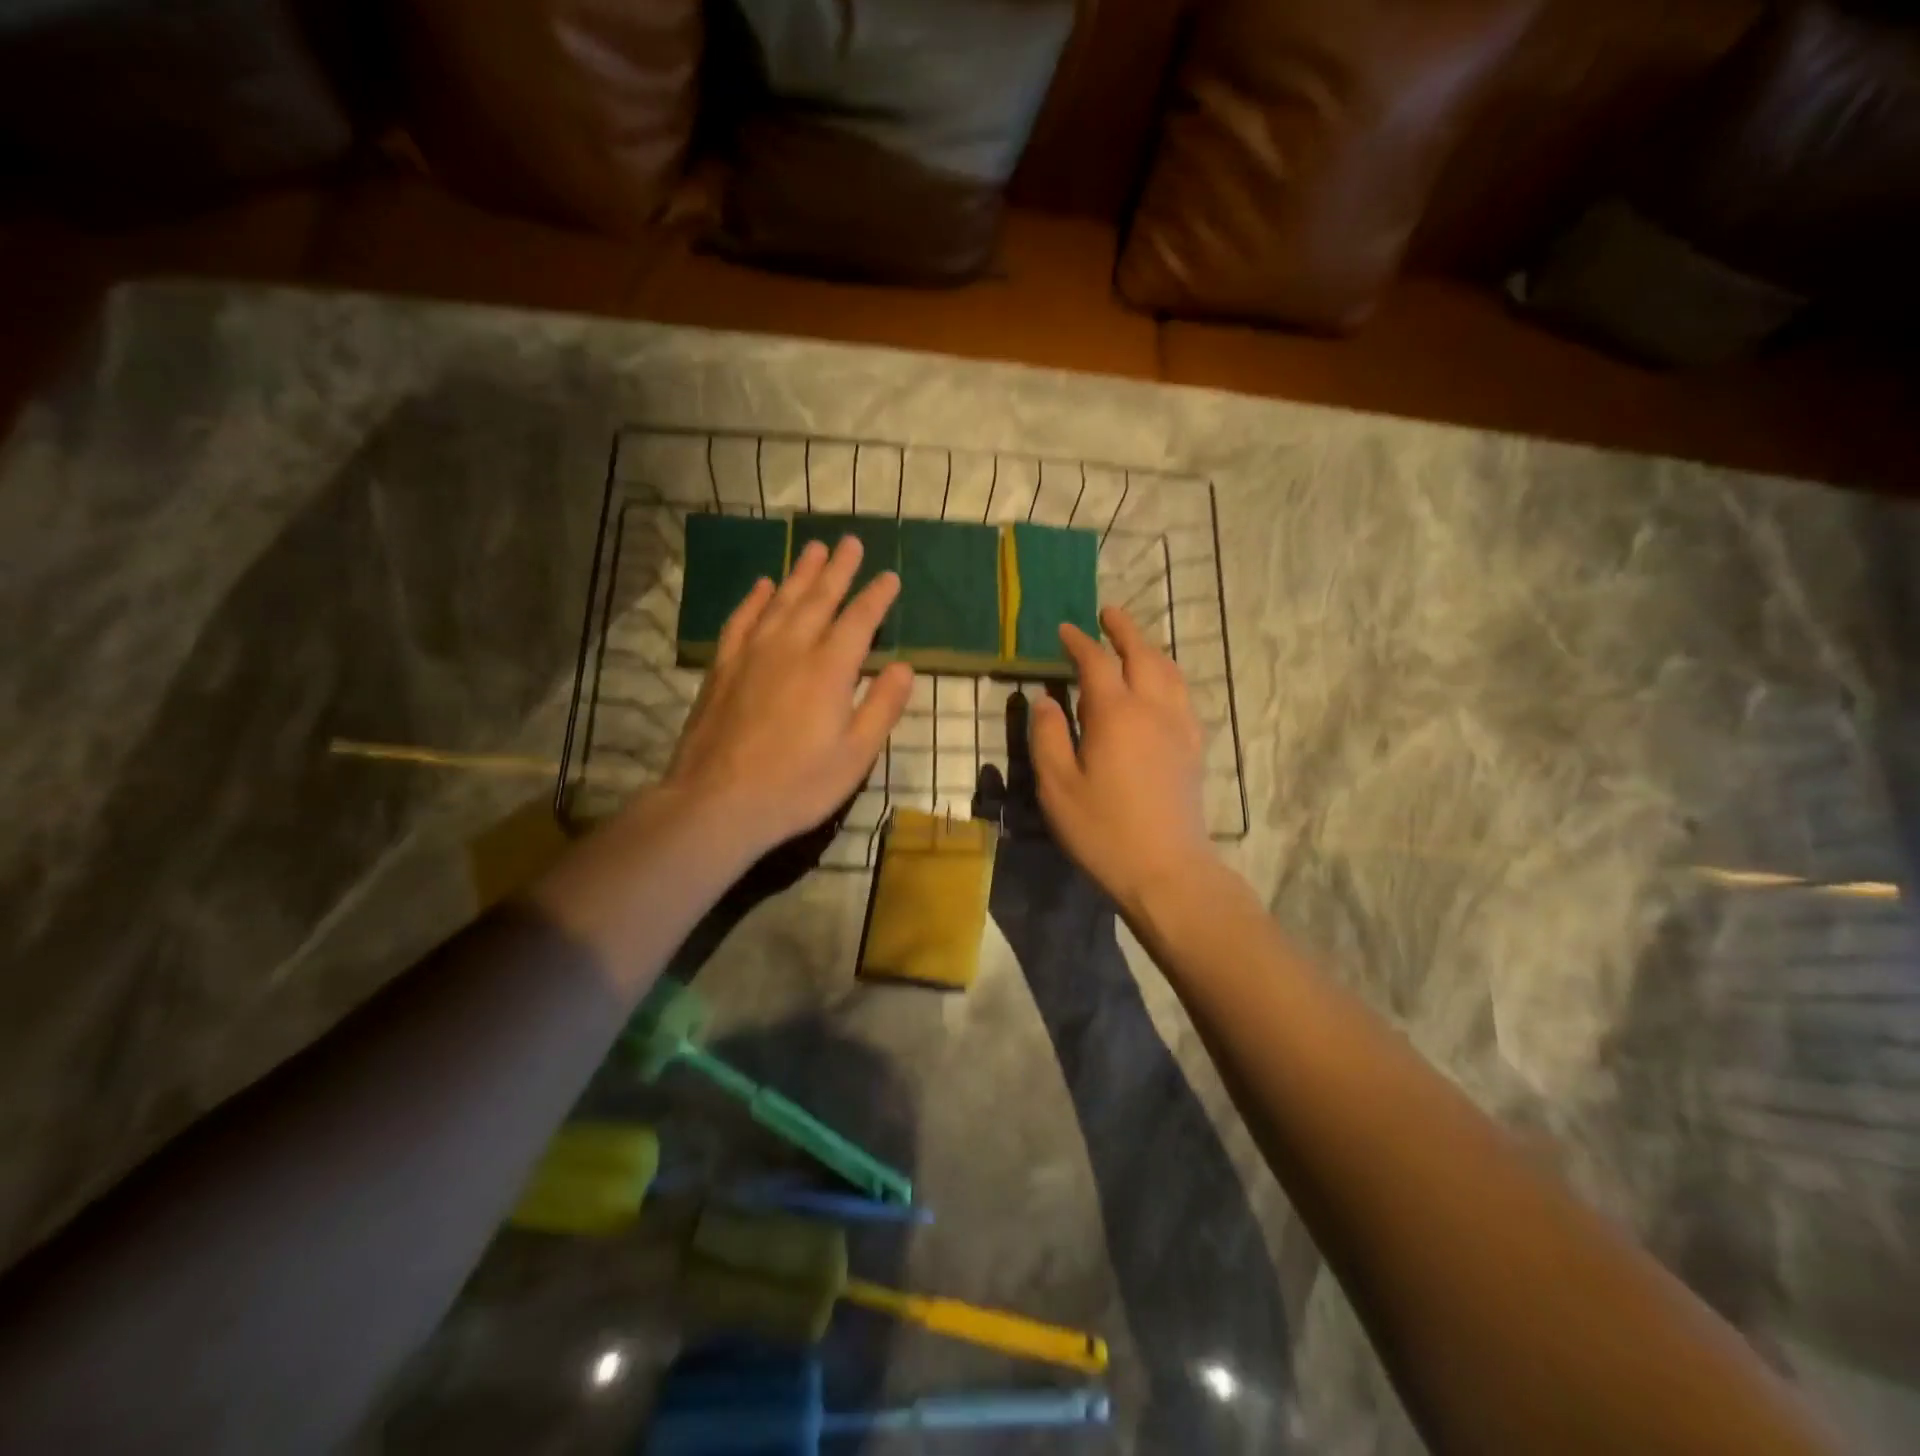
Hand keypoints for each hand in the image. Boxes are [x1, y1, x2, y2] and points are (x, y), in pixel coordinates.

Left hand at [660, 534, 913, 861]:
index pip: (859, 620)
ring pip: (781, 601)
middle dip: (838, 569)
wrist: (717, 802)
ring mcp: (752, 654)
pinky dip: (755, 599)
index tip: (889, 576)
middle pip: (819, 598)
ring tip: (813, 548)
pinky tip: (763, 585)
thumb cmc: (797, 785)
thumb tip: (903, 666)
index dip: (877, 596)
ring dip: (800, 572)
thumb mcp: (855, 755)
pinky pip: (742, 620)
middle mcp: (791, 648)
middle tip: (850, 541)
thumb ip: (882, 706)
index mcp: (830, 669)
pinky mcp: (723, 667)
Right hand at [1028, 606, 1215, 917]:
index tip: (1065, 629)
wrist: (1167, 870)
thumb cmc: (1103, 830)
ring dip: (1150, 649)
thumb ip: (1048, 736)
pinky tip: (1160, 687)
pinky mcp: (1194, 747)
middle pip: (1142, 654)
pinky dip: (1167, 676)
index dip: (1079, 642)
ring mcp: (1179, 727)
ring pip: (1169, 671)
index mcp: (1116, 713)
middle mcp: (1153, 709)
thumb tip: (1046, 700)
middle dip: (1124, 630)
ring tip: (1134, 643)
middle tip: (1107, 613)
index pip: (1096, 662)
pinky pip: (1182, 695)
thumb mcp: (1057, 786)